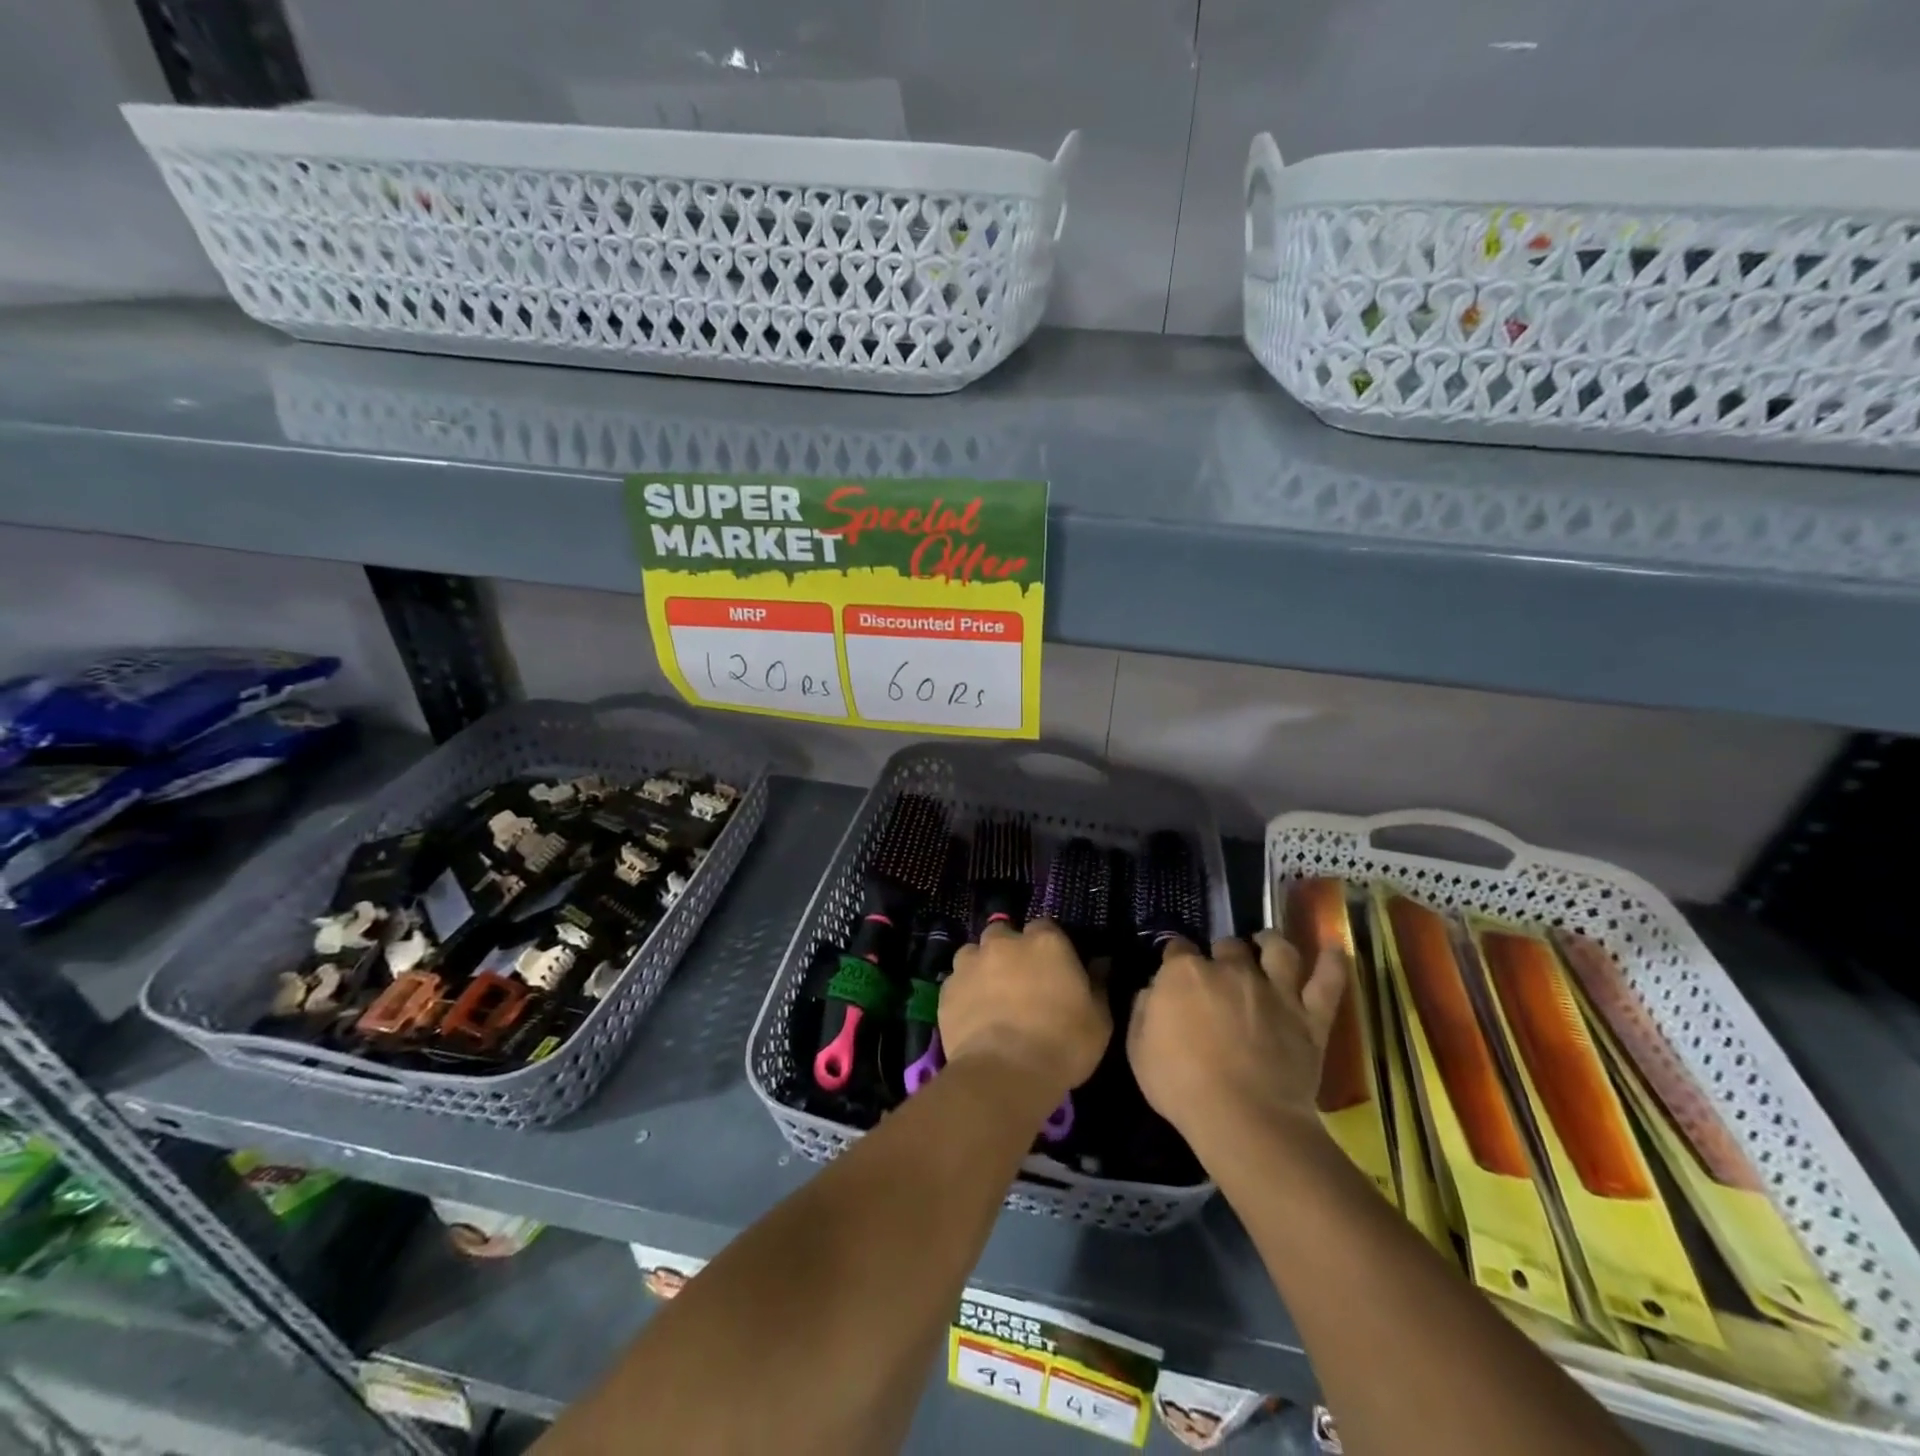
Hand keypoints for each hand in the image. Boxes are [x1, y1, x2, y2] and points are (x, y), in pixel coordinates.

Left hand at [941, 920, 1110, 1096]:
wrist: (1005, 1073)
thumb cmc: (1063, 1044)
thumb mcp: (1099, 1019)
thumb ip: (1098, 984)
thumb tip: (1101, 963)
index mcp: (1045, 942)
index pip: (1045, 927)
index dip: (1048, 947)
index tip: (1052, 967)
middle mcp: (1004, 942)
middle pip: (1003, 933)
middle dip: (1009, 949)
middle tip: (1018, 979)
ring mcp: (970, 963)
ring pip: (974, 953)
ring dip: (982, 966)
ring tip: (990, 995)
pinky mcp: (947, 989)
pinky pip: (956, 982)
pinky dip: (963, 992)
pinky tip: (972, 1015)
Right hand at [1127, 931, 1346, 1155]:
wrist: (1244, 1119)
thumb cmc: (1181, 1086)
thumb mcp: (1138, 1050)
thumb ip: (1143, 1010)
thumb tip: (1152, 991)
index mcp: (1184, 973)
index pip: (1176, 949)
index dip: (1174, 959)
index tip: (1173, 971)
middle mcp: (1231, 969)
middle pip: (1227, 946)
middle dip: (1221, 955)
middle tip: (1219, 973)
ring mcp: (1274, 989)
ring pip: (1278, 950)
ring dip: (1271, 942)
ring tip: (1267, 943)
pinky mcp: (1310, 1016)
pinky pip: (1328, 982)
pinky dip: (1333, 963)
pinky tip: (1334, 949)